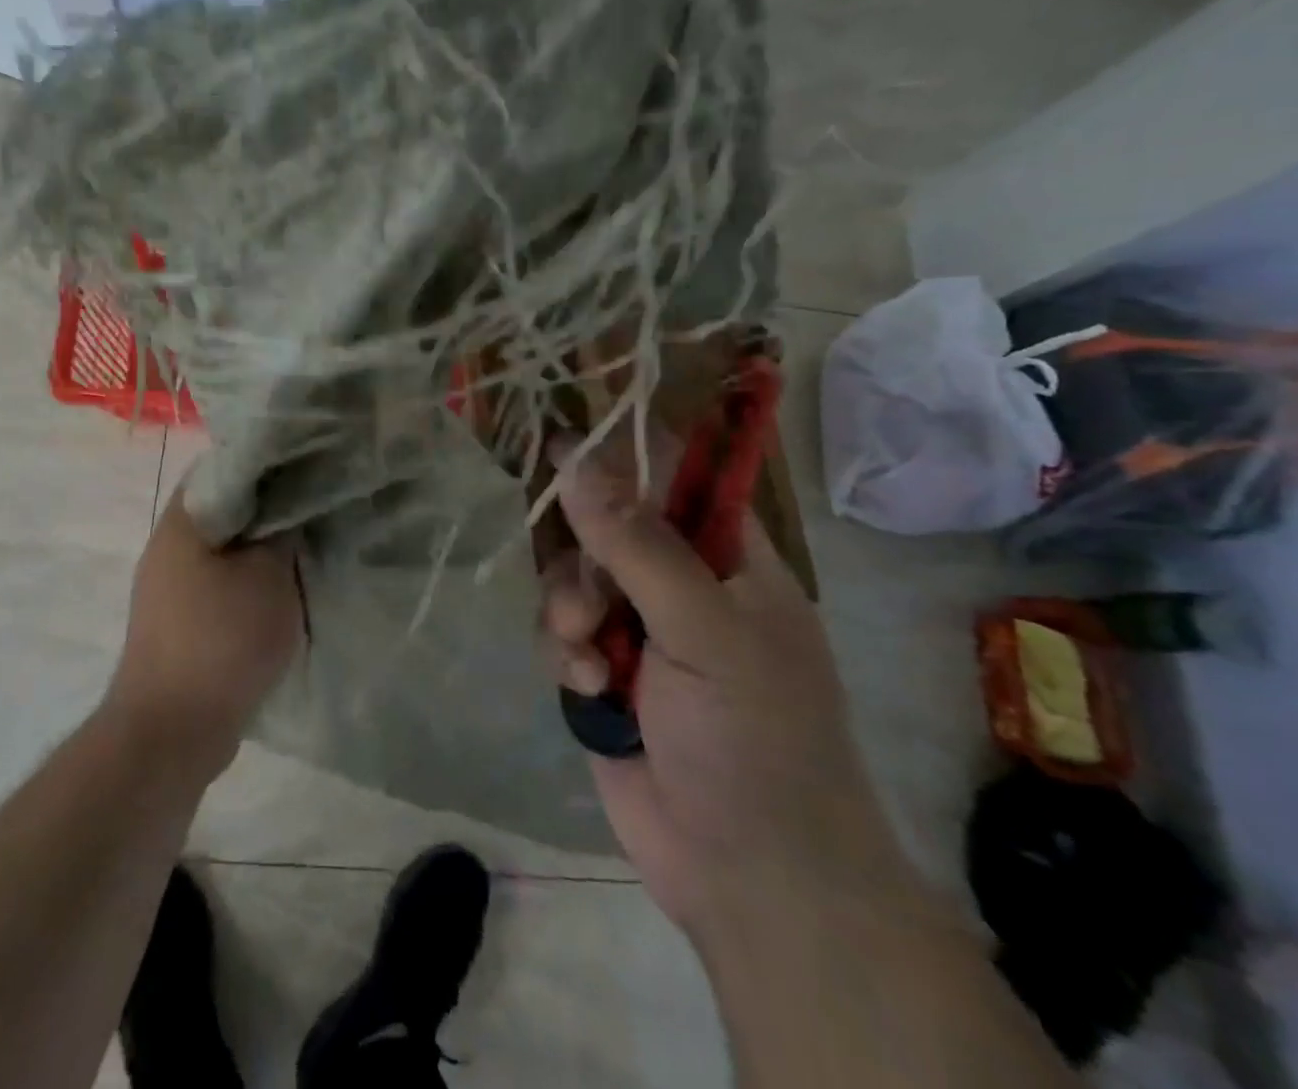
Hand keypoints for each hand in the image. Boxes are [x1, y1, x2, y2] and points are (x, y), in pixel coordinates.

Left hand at [106, 481, 302, 782]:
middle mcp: (168, 547)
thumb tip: (293, 509)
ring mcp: (169, 588)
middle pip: (226, 510)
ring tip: (307, 548)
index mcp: (182, 522)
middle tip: (316, 507)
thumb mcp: (269, 577)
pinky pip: (222, 586)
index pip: (224, 467)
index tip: (307, 465)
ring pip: (226, 551)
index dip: (267, 462)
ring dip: (262, 551)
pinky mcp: (180, 624)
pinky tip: (284, 593)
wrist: (172, 732)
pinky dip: (251, 584)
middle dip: (271, 509)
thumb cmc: (222, 640)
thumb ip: (285, 532)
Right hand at [539, 421, 916, 937]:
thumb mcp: (704, 630)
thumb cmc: (755, 739)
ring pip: (571, 575)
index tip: (562, 434)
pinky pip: (558, 629)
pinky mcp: (601, 671)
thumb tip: (576, 458)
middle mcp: (679, 580)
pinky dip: (562, 652)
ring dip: (567, 606)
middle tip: (585, 588)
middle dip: (581, 551)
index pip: (673, 471)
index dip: (620, 446)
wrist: (750, 879)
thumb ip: (638, 544)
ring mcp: (638, 627)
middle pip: (602, 521)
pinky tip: (586, 690)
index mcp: (726, 555)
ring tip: (585, 652)